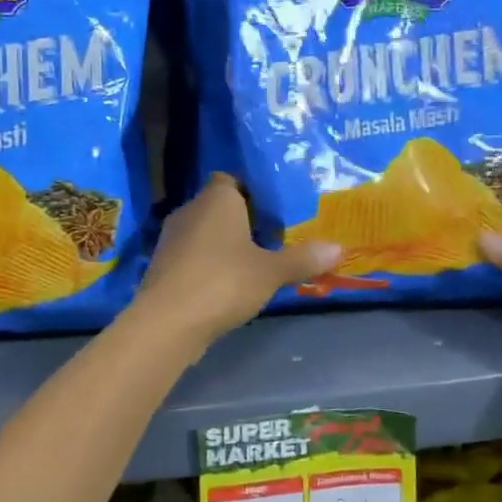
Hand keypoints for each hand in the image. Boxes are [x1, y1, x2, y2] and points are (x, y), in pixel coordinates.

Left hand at [133, 174, 340, 346]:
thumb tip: (338, 248)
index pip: (232, 179)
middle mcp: (190, 209)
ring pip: (204, 232)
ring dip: (224, 244)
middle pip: (219, 206)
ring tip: (254, 263)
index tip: (274, 212)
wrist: (167, 322)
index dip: (252, 193)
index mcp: (217, 198)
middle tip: (272, 238)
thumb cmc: (223, 282)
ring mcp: (171, 238)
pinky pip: (193, 256)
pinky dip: (208, 264)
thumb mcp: (270, 272)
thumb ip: (302, 258)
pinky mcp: (163, 266)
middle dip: (242, 220)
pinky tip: (227, 284)